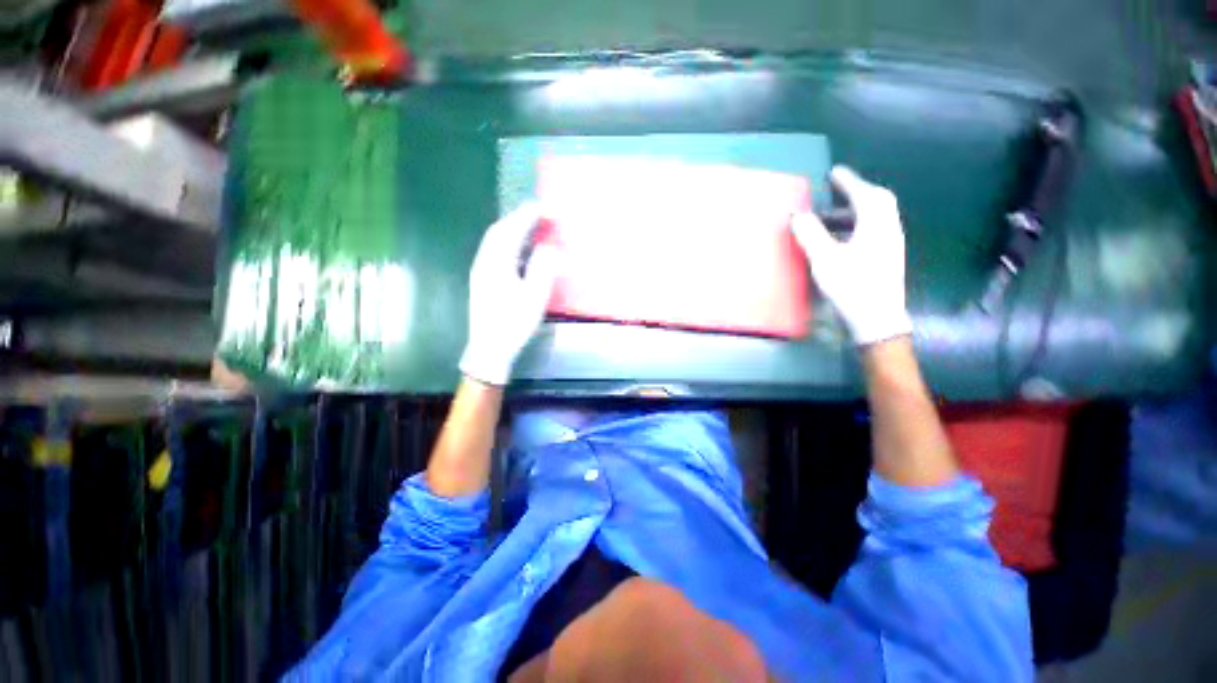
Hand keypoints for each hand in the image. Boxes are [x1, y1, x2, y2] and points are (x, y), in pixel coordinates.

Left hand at [459, 203, 558, 385]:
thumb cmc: (514, 324)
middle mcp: (484, 261)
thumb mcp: (534, 297)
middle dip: (520, 218)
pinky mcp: (482, 279)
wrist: (489, 348)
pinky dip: (509, 242)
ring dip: (514, 229)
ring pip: (495, 240)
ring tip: (533, 227)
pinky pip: (495, 251)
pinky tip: (520, 249)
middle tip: (541, 215)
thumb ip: (542, 269)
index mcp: (497, 263)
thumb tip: (547, 248)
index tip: (546, 207)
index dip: (528, 215)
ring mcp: (480, 270)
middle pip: (499, 230)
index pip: (512, 230)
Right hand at [792, 166, 911, 345]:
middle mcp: (889, 230)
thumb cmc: (852, 287)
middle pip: (877, 202)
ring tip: (830, 216)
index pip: (864, 194)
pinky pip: (873, 230)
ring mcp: (890, 245)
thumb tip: (797, 215)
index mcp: (876, 226)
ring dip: (854, 211)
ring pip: (876, 218)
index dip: (848, 181)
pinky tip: (841, 238)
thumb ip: (811, 235)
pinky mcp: (886, 258)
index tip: (833, 172)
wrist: (877, 320)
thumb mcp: (825, 260)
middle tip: (834, 191)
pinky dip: (857, 225)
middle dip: (855, 193)